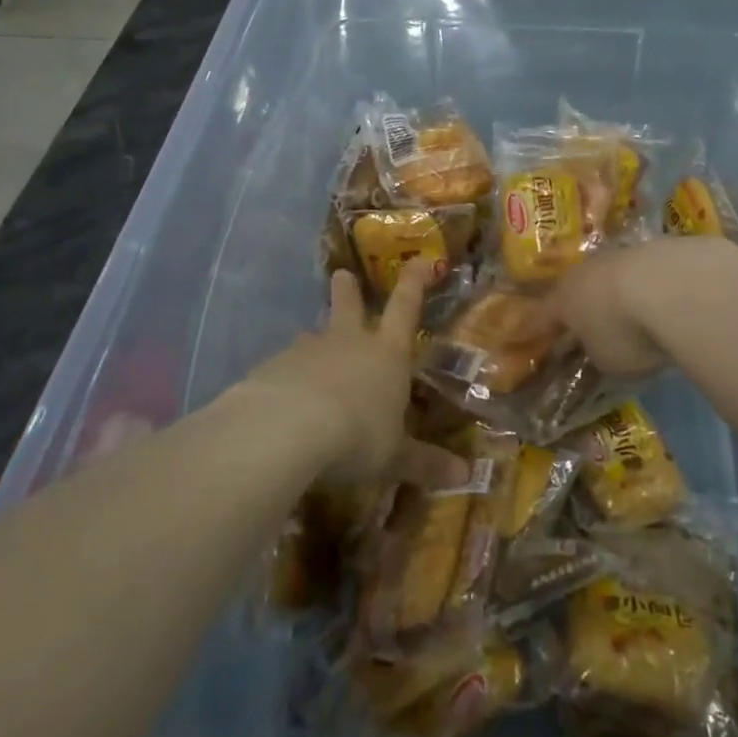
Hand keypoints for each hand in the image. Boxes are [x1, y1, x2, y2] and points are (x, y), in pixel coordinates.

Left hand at [240, 262, 426, 484]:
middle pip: (349, 307)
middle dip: (348, 292)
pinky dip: (286, 375)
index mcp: (387, 355)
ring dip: (315, 341)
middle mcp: (348, 343)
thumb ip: (425, 463)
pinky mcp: (271, 368)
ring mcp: (307, 352)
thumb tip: (465, 476)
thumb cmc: (357, 436)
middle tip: (341, 274)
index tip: (419, 260)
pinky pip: (283, 367)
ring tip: (310, 348)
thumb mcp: (395, 457)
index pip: (405, 309)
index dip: (414, 283)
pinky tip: (282, 396)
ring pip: (313, 337)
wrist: (288, 429)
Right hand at [551, 238, 737, 378]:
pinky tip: (662, 300)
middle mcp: (584, 271)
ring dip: (616, 292)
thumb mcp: (607, 361)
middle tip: (589, 325)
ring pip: (610, 276)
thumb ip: (597, 354)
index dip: (545, 330)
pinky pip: (642, 272)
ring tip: (632, 313)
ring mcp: (619, 255)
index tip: (545, 341)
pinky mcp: (654, 247)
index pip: (545, 317)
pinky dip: (647, 286)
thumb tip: (599, 349)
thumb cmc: (625, 332)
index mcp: (563, 300)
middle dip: (582, 306)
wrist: (672, 285)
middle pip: (578, 290)